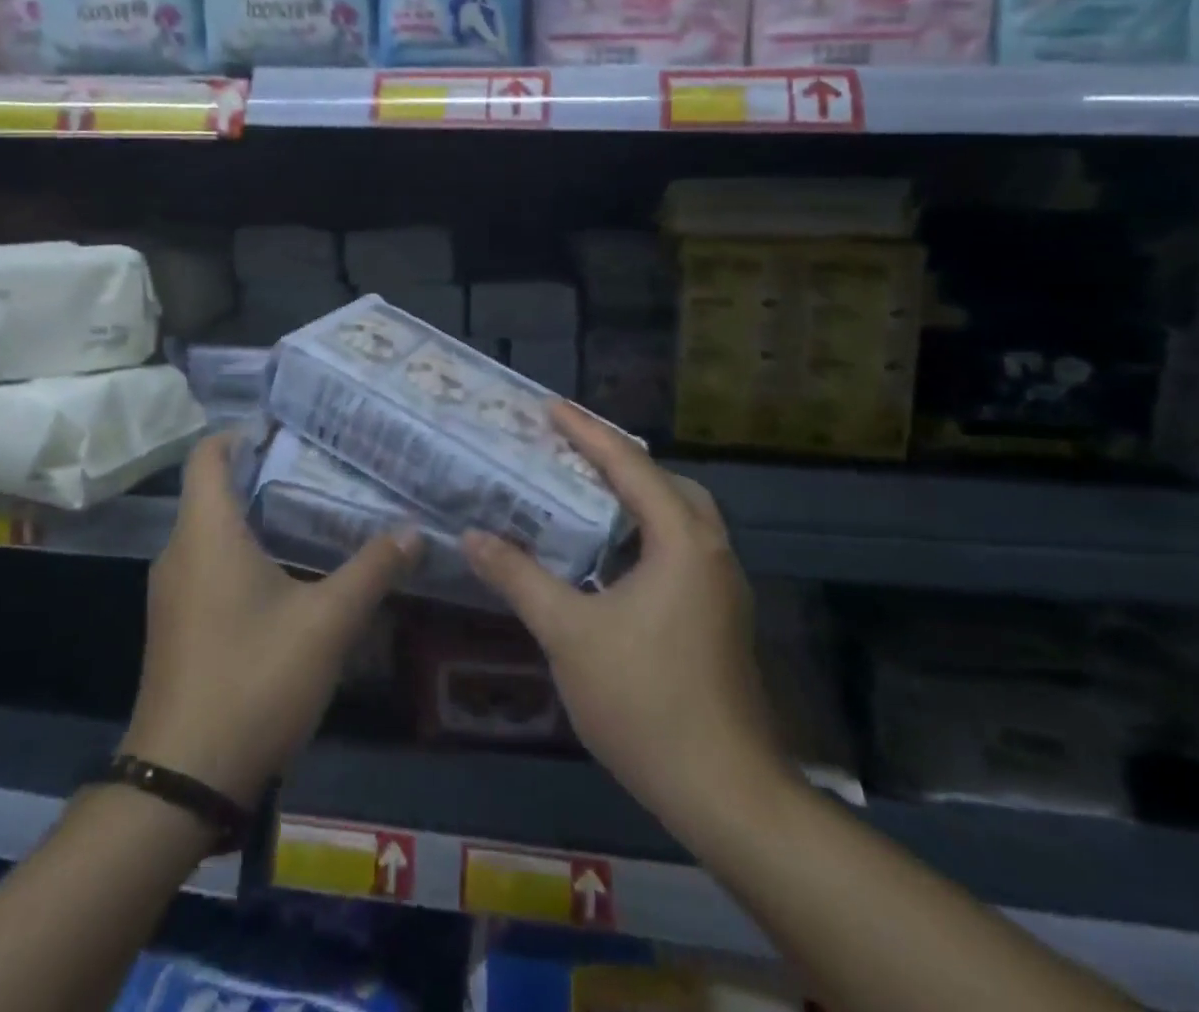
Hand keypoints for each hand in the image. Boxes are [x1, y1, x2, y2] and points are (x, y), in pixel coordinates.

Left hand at [120, 432, 422, 805]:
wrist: (182, 781)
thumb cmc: (253, 680)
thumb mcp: (327, 623)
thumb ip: (372, 570)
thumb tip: (413, 531)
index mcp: (206, 533)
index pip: (209, 455)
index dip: (243, 432)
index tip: (290, 428)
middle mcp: (180, 552)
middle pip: (216, 490)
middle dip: (265, 473)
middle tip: (323, 467)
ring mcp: (173, 593)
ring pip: (214, 532)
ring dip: (258, 517)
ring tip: (316, 513)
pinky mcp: (178, 626)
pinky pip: (210, 566)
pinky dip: (246, 554)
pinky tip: (290, 575)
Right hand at [461, 405, 788, 837]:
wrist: (725, 792)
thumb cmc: (645, 700)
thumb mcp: (568, 633)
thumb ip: (519, 578)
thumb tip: (473, 537)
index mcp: (681, 539)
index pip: (629, 464)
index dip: (585, 431)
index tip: (549, 406)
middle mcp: (710, 549)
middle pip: (662, 481)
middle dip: (614, 459)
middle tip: (565, 451)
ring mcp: (721, 584)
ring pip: (675, 516)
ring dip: (631, 497)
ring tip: (580, 493)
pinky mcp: (718, 614)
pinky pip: (677, 547)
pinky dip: (641, 533)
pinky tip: (604, 557)